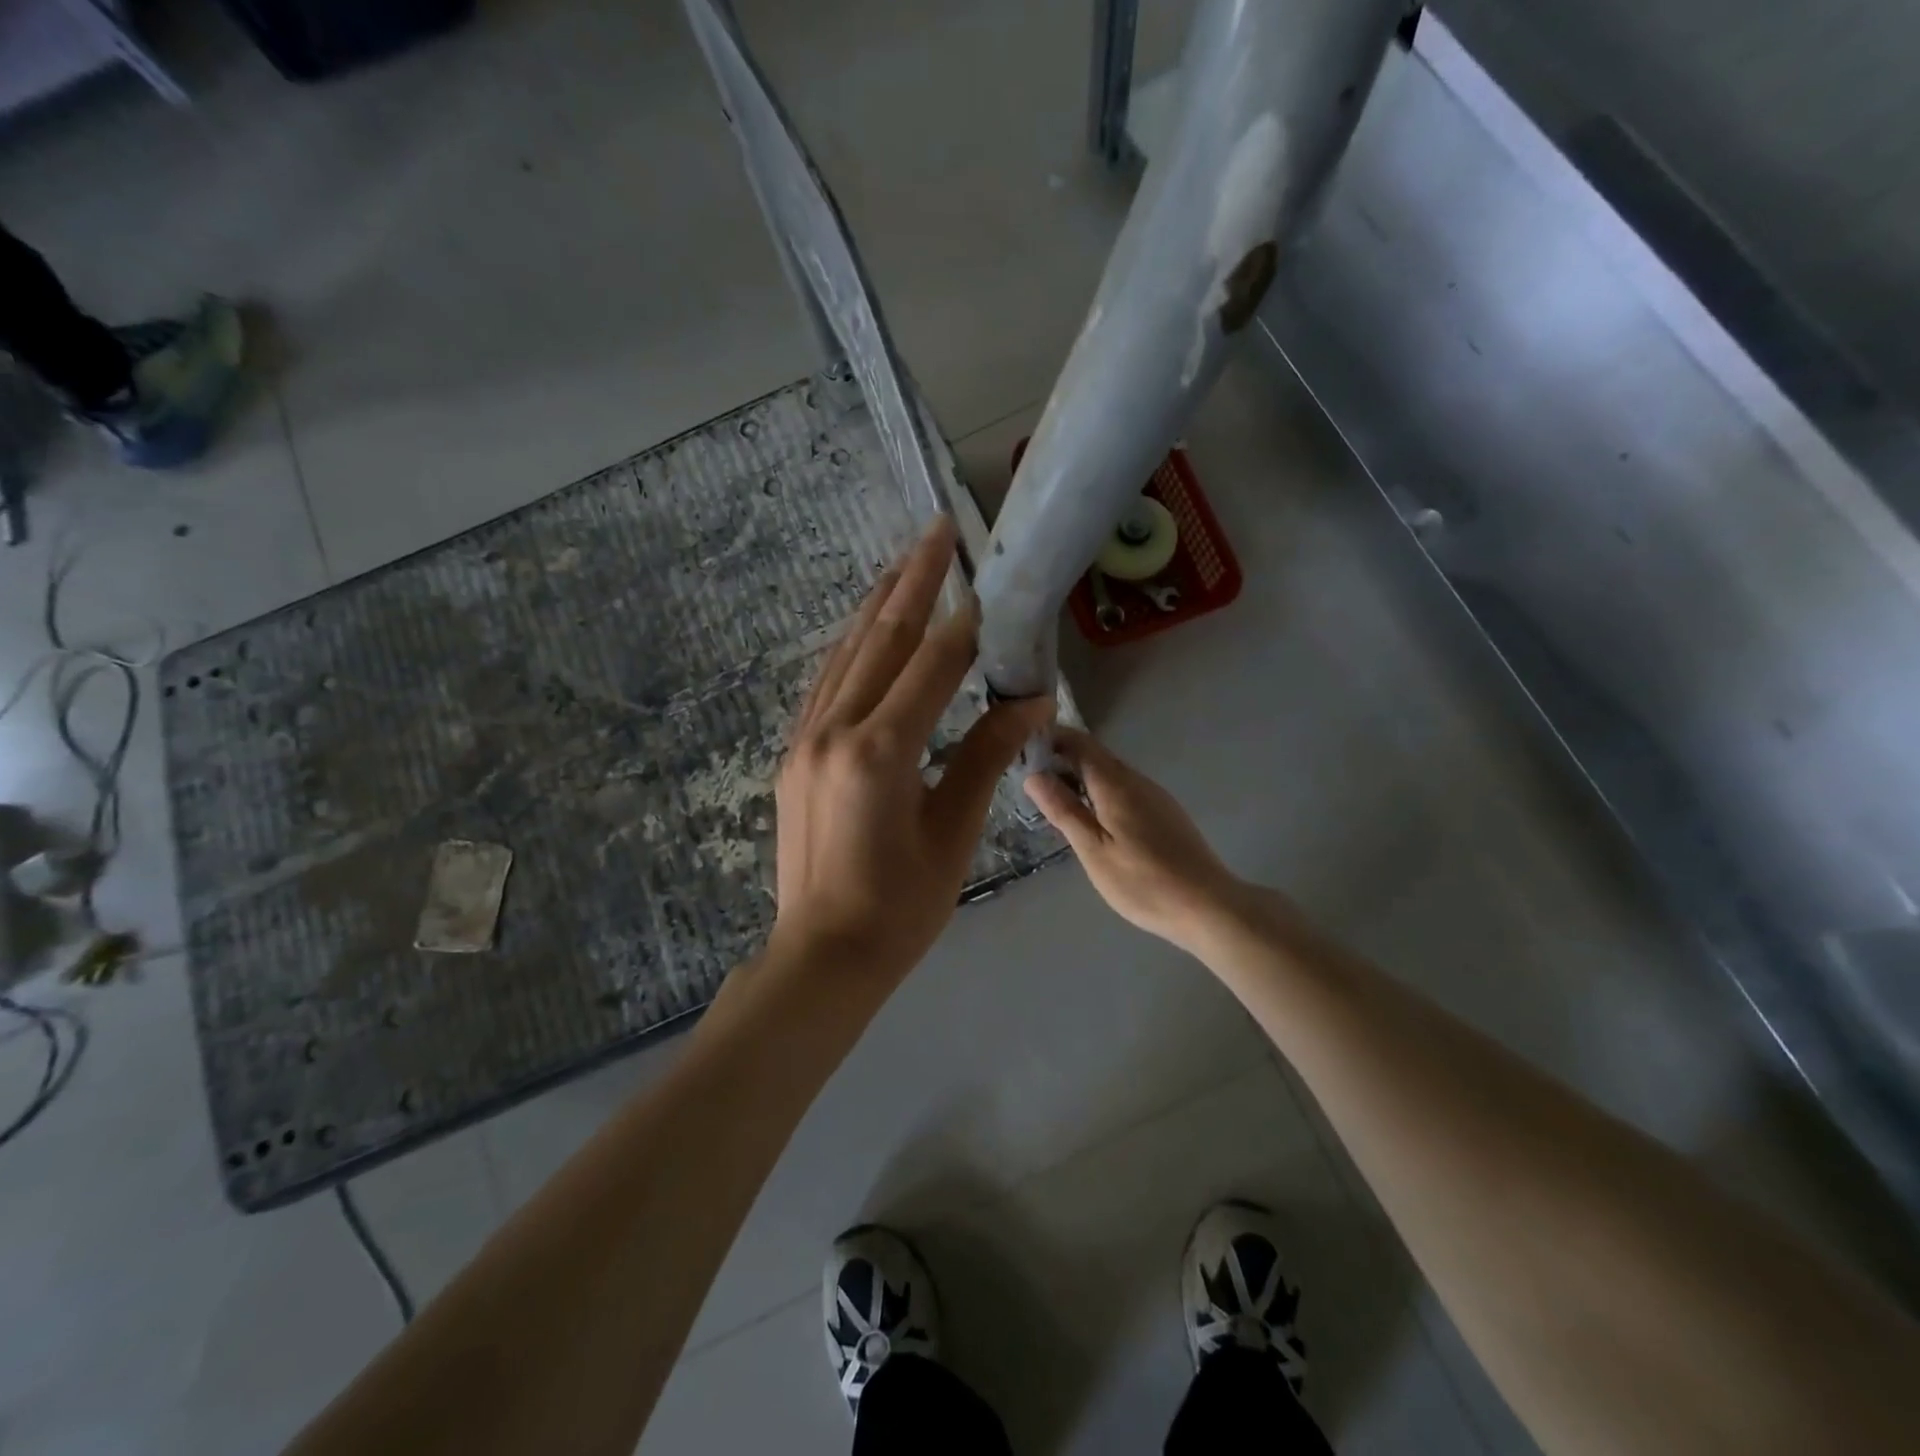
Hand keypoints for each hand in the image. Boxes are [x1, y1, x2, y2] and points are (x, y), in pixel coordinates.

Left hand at [769, 517, 1054, 983]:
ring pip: (845, 655)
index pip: (930, 666)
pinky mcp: (794, 754)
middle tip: (935, 529)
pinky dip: (851, 647)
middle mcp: (834, 732)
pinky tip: (865, 629)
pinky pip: (826, 683)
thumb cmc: (901, 906)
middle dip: (911, 582)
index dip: (963, 622)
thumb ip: (985, 757)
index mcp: (879, 753)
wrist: (824, 954)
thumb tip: (1030, 703)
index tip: (986, 580)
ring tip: (902, 562)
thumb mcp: (953, 832)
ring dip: (877, 605)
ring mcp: (806, 740)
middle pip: (880, 641)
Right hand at [1024, 728, 1243, 952]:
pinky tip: (1092, 820)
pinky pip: (1124, 790)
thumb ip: (1064, 810)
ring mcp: (1155, 796)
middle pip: (1095, 756)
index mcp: (1116, 784)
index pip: (1079, 743)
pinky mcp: (1165, 814)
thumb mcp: (1093, 850)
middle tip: (1030, 781)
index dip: (1051, 739)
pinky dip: (1100, 793)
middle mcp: (1137, 780)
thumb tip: (1034, 776)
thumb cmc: (1143, 882)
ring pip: (1110, 774)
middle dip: (1062, 760)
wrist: (1208, 906)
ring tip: (1054, 801)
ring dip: (1081, 778)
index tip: (1023, 750)